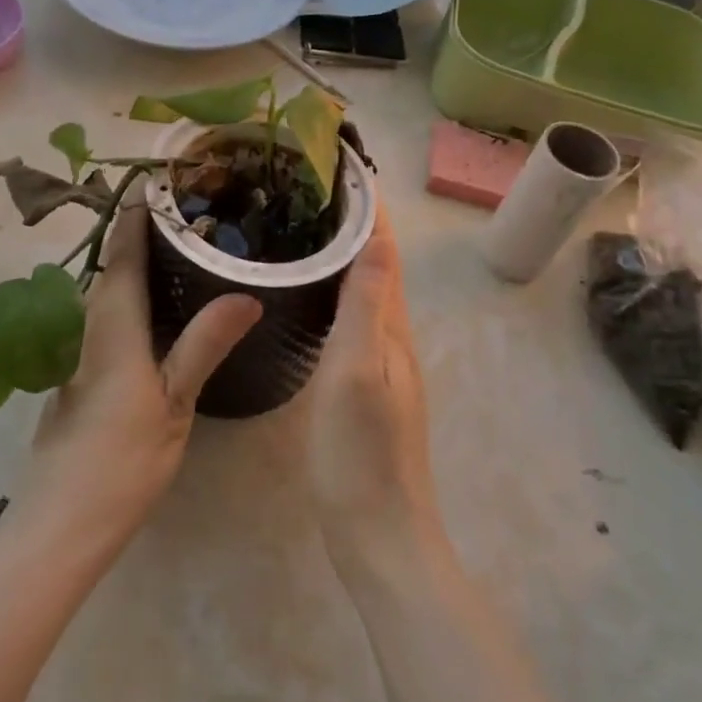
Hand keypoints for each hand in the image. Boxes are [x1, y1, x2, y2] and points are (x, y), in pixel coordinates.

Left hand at [18, 201, 260, 541]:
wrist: (59, 523)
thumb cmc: (121, 460)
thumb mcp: (174, 401)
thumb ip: (205, 343)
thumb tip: (246, 294)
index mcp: (111, 320)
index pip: (124, 247)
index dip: (140, 210)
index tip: (165, 178)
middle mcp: (87, 321)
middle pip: (112, 261)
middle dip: (142, 229)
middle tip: (192, 209)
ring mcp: (76, 346)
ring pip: (107, 287)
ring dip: (136, 260)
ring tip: (183, 246)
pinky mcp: (76, 369)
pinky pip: (104, 312)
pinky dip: (130, 293)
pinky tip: (160, 305)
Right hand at [307, 205, 444, 575]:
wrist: (379, 535)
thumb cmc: (361, 454)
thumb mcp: (359, 373)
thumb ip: (368, 306)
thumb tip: (379, 237)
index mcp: (392, 327)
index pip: (384, 251)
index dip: (369, 208)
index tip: (343, 166)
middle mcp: (393, 336)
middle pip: (378, 264)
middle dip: (355, 221)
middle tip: (313, 186)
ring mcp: (382, 362)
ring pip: (367, 289)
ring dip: (347, 252)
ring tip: (308, 224)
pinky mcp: (365, 382)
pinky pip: (355, 316)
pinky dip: (339, 287)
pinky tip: (313, 291)